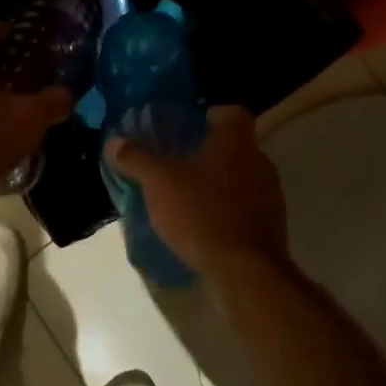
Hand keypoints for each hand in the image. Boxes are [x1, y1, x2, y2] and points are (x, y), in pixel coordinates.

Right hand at [105, 106, 288, 277]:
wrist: (247, 272)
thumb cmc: (203, 214)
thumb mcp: (159, 183)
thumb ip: (137, 158)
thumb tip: (114, 141)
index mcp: (236, 141)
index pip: (232, 113)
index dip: (212, 116)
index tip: (191, 128)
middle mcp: (259, 161)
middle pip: (236, 146)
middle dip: (210, 153)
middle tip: (181, 165)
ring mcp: (270, 194)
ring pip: (242, 177)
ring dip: (220, 184)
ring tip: (190, 199)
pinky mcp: (272, 226)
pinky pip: (247, 208)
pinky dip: (229, 211)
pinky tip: (206, 227)